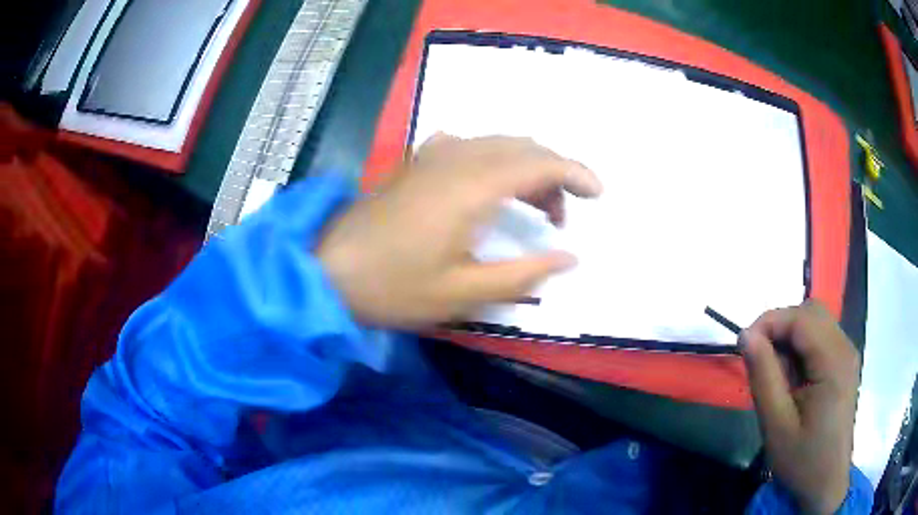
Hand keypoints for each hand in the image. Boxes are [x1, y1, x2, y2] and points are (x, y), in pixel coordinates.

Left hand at [316, 135, 601, 327]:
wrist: (328, 270)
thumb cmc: (393, 288)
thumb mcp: (463, 293)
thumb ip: (523, 275)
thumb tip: (570, 257)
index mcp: (473, 188)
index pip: (541, 163)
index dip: (576, 173)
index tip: (598, 194)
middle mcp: (458, 159)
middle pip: (523, 147)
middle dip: (555, 173)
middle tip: (562, 216)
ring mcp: (433, 157)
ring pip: (497, 143)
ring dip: (526, 167)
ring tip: (533, 208)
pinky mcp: (417, 164)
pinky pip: (469, 146)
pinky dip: (494, 160)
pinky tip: (489, 186)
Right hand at [742, 301, 860, 514]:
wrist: (826, 484)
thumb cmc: (802, 461)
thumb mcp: (776, 425)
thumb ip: (763, 376)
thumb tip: (746, 335)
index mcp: (834, 362)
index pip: (801, 318)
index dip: (769, 322)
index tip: (743, 346)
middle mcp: (845, 348)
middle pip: (811, 313)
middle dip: (780, 327)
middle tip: (759, 360)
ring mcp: (847, 355)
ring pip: (815, 323)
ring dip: (790, 339)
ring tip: (776, 375)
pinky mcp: (844, 365)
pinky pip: (820, 339)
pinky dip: (800, 349)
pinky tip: (792, 379)